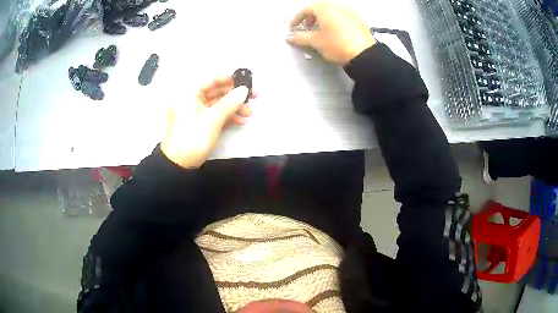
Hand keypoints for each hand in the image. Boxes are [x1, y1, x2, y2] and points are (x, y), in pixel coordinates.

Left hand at [161, 76, 254, 168]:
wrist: (179, 165)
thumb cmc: (193, 138)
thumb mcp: (213, 119)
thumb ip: (230, 102)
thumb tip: (245, 89)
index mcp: (189, 93)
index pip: (212, 79)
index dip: (230, 79)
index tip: (247, 81)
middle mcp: (191, 99)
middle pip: (216, 91)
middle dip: (235, 95)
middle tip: (254, 97)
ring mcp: (194, 111)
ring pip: (217, 104)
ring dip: (233, 107)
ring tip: (250, 113)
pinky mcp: (198, 122)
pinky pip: (214, 114)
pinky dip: (226, 116)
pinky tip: (240, 121)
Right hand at [286, 1, 376, 64]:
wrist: (364, 54)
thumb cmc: (336, 44)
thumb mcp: (316, 42)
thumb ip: (300, 38)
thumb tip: (289, 37)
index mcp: (324, 8)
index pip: (305, 10)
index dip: (296, 19)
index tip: (292, 29)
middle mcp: (336, 6)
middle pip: (318, 8)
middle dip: (309, 18)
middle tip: (306, 28)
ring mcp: (348, 11)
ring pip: (330, 11)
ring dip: (321, 19)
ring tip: (320, 31)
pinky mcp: (357, 19)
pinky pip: (340, 16)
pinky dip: (333, 21)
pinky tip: (334, 33)